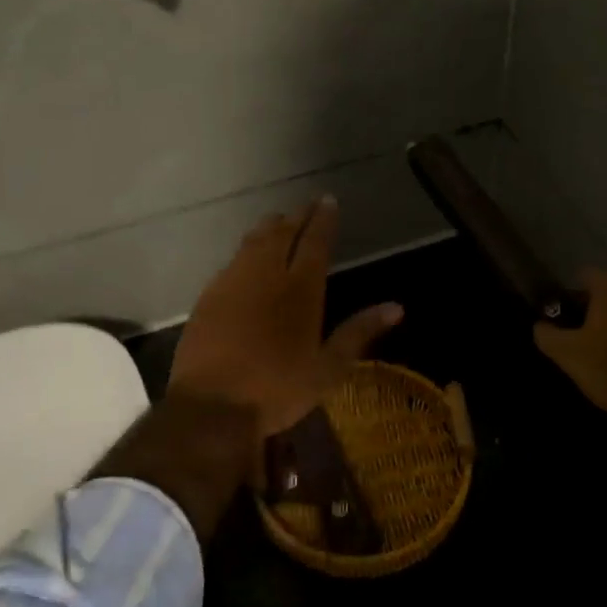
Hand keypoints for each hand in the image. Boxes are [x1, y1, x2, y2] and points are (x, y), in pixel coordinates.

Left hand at [169, 196, 403, 440]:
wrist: (211, 405)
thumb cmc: (278, 389)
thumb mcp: (328, 368)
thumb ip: (359, 332)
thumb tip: (397, 308)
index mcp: (301, 289)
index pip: (315, 240)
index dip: (323, 219)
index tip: (327, 200)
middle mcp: (267, 275)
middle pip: (282, 233)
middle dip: (297, 216)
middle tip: (307, 206)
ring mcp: (233, 282)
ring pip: (254, 241)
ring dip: (270, 227)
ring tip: (279, 221)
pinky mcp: (209, 296)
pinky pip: (233, 261)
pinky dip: (246, 250)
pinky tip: (247, 257)